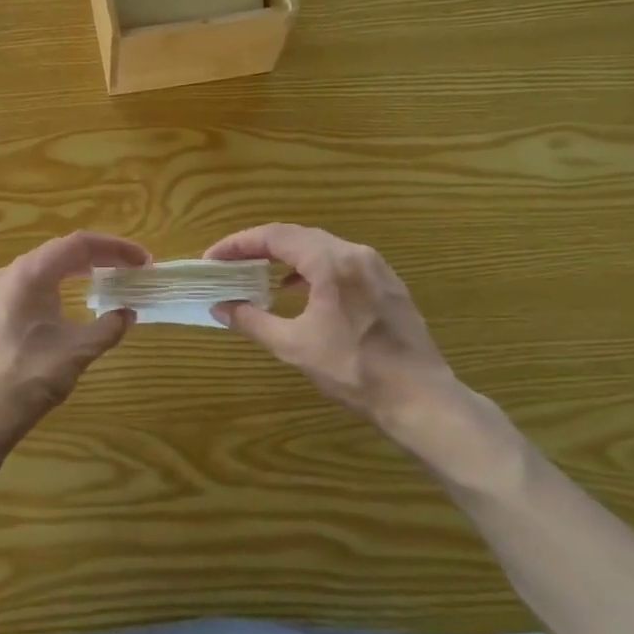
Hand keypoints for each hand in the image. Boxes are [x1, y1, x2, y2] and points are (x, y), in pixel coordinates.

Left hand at [0, 231, 149, 480]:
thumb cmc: (29, 378)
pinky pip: (25, 288)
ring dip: (73, 271)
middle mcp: (8, 275)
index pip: (79, 244)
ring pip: (39, 270)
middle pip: (58, 252)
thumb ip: (108, 327)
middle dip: (96, 257)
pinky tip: (63, 306)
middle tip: (127, 269)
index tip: (143, 260)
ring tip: (100, 280)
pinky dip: (52, 288)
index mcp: (31, 274)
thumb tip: (127, 314)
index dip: (116, 247)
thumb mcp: (78, 351)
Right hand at [205, 224, 512, 479]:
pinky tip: (301, 293)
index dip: (239, 243)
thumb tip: (219, 308)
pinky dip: (312, 269)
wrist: (420, 397)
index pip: (275, 236)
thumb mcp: (293, 346)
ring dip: (287, 257)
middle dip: (260, 247)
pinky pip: (341, 263)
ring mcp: (376, 267)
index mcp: (331, 262)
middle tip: (230, 263)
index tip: (213, 258)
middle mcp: (355, 254)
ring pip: (321, 247)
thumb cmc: (353, 370)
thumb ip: (252, 321)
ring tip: (259, 275)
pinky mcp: (388, 284)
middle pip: (298, 236)